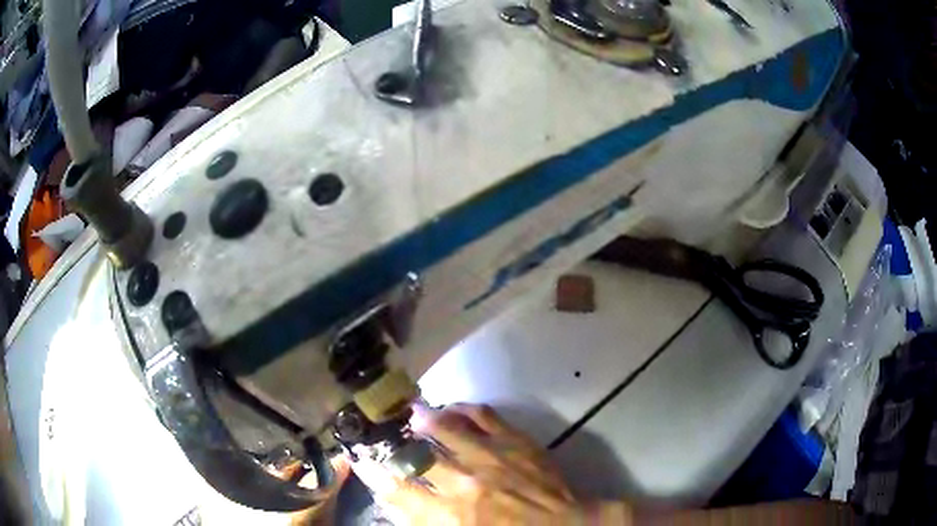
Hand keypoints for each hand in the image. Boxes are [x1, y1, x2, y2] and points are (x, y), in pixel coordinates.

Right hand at [353, 404, 630, 524]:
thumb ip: (430, 521)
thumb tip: (401, 506)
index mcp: (452, 515)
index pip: (400, 491)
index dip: (376, 475)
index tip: (363, 461)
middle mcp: (465, 483)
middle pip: (418, 456)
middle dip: (397, 444)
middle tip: (385, 433)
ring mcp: (491, 457)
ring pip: (446, 428)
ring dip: (425, 419)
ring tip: (413, 412)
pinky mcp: (515, 441)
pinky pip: (483, 415)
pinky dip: (464, 408)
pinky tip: (453, 406)